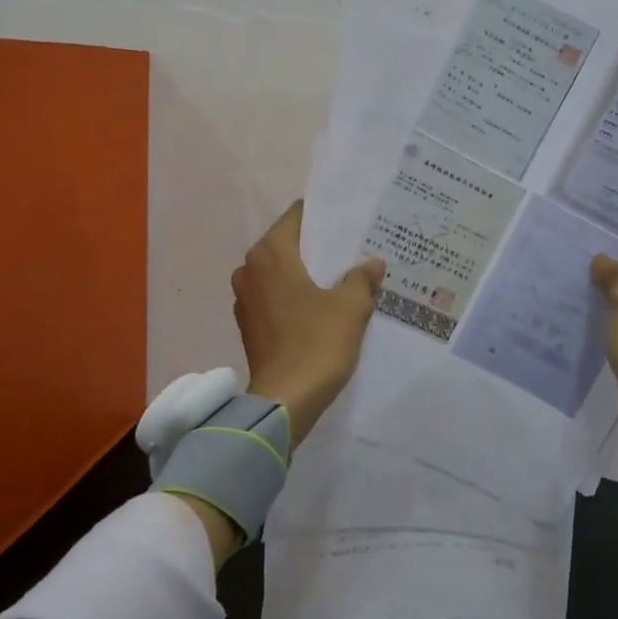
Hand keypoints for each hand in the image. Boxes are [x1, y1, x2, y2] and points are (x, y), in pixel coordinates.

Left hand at [233, 201, 385, 445]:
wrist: (285, 401)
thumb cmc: (316, 343)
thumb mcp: (351, 307)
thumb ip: (362, 278)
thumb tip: (372, 263)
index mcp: (271, 254)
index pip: (296, 218)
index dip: (322, 218)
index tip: (348, 222)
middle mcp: (250, 270)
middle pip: (287, 245)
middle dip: (316, 247)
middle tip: (351, 249)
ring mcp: (245, 299)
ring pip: (279, 273)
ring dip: (305, 273)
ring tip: (339, 278)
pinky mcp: (248, 325)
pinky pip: (274, 297)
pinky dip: (294, 296)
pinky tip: (321, 307)